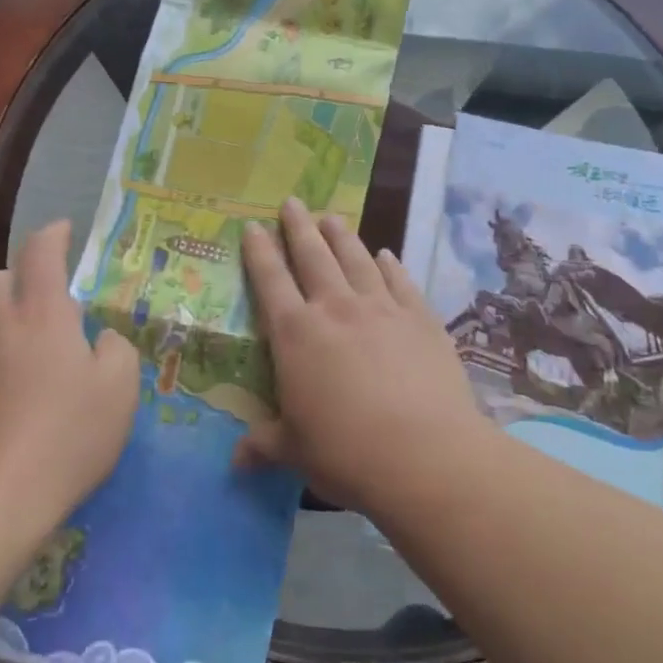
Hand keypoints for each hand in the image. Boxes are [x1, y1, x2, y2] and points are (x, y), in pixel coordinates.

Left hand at [0, 221, 138, 544]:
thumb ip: (116, 350)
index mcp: (41, 315)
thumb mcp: (120, 391)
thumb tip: (98, 339)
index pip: (41, 253)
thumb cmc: (66, 439)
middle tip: (49, 304)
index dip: (54, 234)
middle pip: (0, 278)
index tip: (64, 230)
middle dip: (24, 278)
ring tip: (15, 339)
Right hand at [235, 197, 484, 510]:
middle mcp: (336, 309)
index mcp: (296, 334)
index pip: (270, 280)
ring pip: (356, 260)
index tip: (252, 225)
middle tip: (292, 202)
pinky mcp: (420, 319)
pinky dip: (391, 265)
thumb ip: (264, 445)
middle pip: (313, 256)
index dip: (259, 251)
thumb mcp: (295, 450)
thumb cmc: (346, 452)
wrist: (425, 455)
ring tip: (332, 218)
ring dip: (342, 236)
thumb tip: (236, 461)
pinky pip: (401, 282)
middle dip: (298, 227)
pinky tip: (387, 254)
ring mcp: (382, 309)